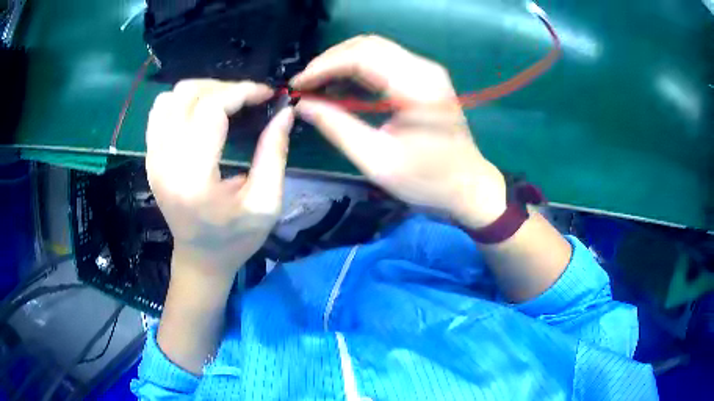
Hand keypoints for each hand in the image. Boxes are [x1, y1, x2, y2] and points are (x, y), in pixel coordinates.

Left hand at [146, 79, 293, 277]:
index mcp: (194, 178)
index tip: (266, 94)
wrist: (199, 259)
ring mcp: (153, 159)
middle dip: (224, 88)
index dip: (242, 92)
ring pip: (170, 98)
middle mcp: (165, 163)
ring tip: (225, 102)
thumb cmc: (235, 239)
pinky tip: (201, 113)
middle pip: (188, 95)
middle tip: (248, 98)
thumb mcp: (266, 203)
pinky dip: (182, 102)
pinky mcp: (150, 157)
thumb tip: (284, 111)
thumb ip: (274, 154)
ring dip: (201, 91)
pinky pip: (159, 111)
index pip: (211, 110)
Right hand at [291, 35, 506, 227]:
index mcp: (416, 86)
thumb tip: (302, 106)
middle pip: (366, 45)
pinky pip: (384, 62)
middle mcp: (423, 69)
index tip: (297, 85)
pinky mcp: (424, 78)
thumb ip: (337, 127)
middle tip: (304, 86)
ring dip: (342, 64)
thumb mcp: (377, 160)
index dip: (323, 67)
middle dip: (329, 61)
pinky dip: (358, 71)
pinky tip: (341, 90)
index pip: (360, 56)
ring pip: (374, 50)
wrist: (468, 187)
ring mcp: (426, 71)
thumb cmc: (428, 181)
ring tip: (317, 88)